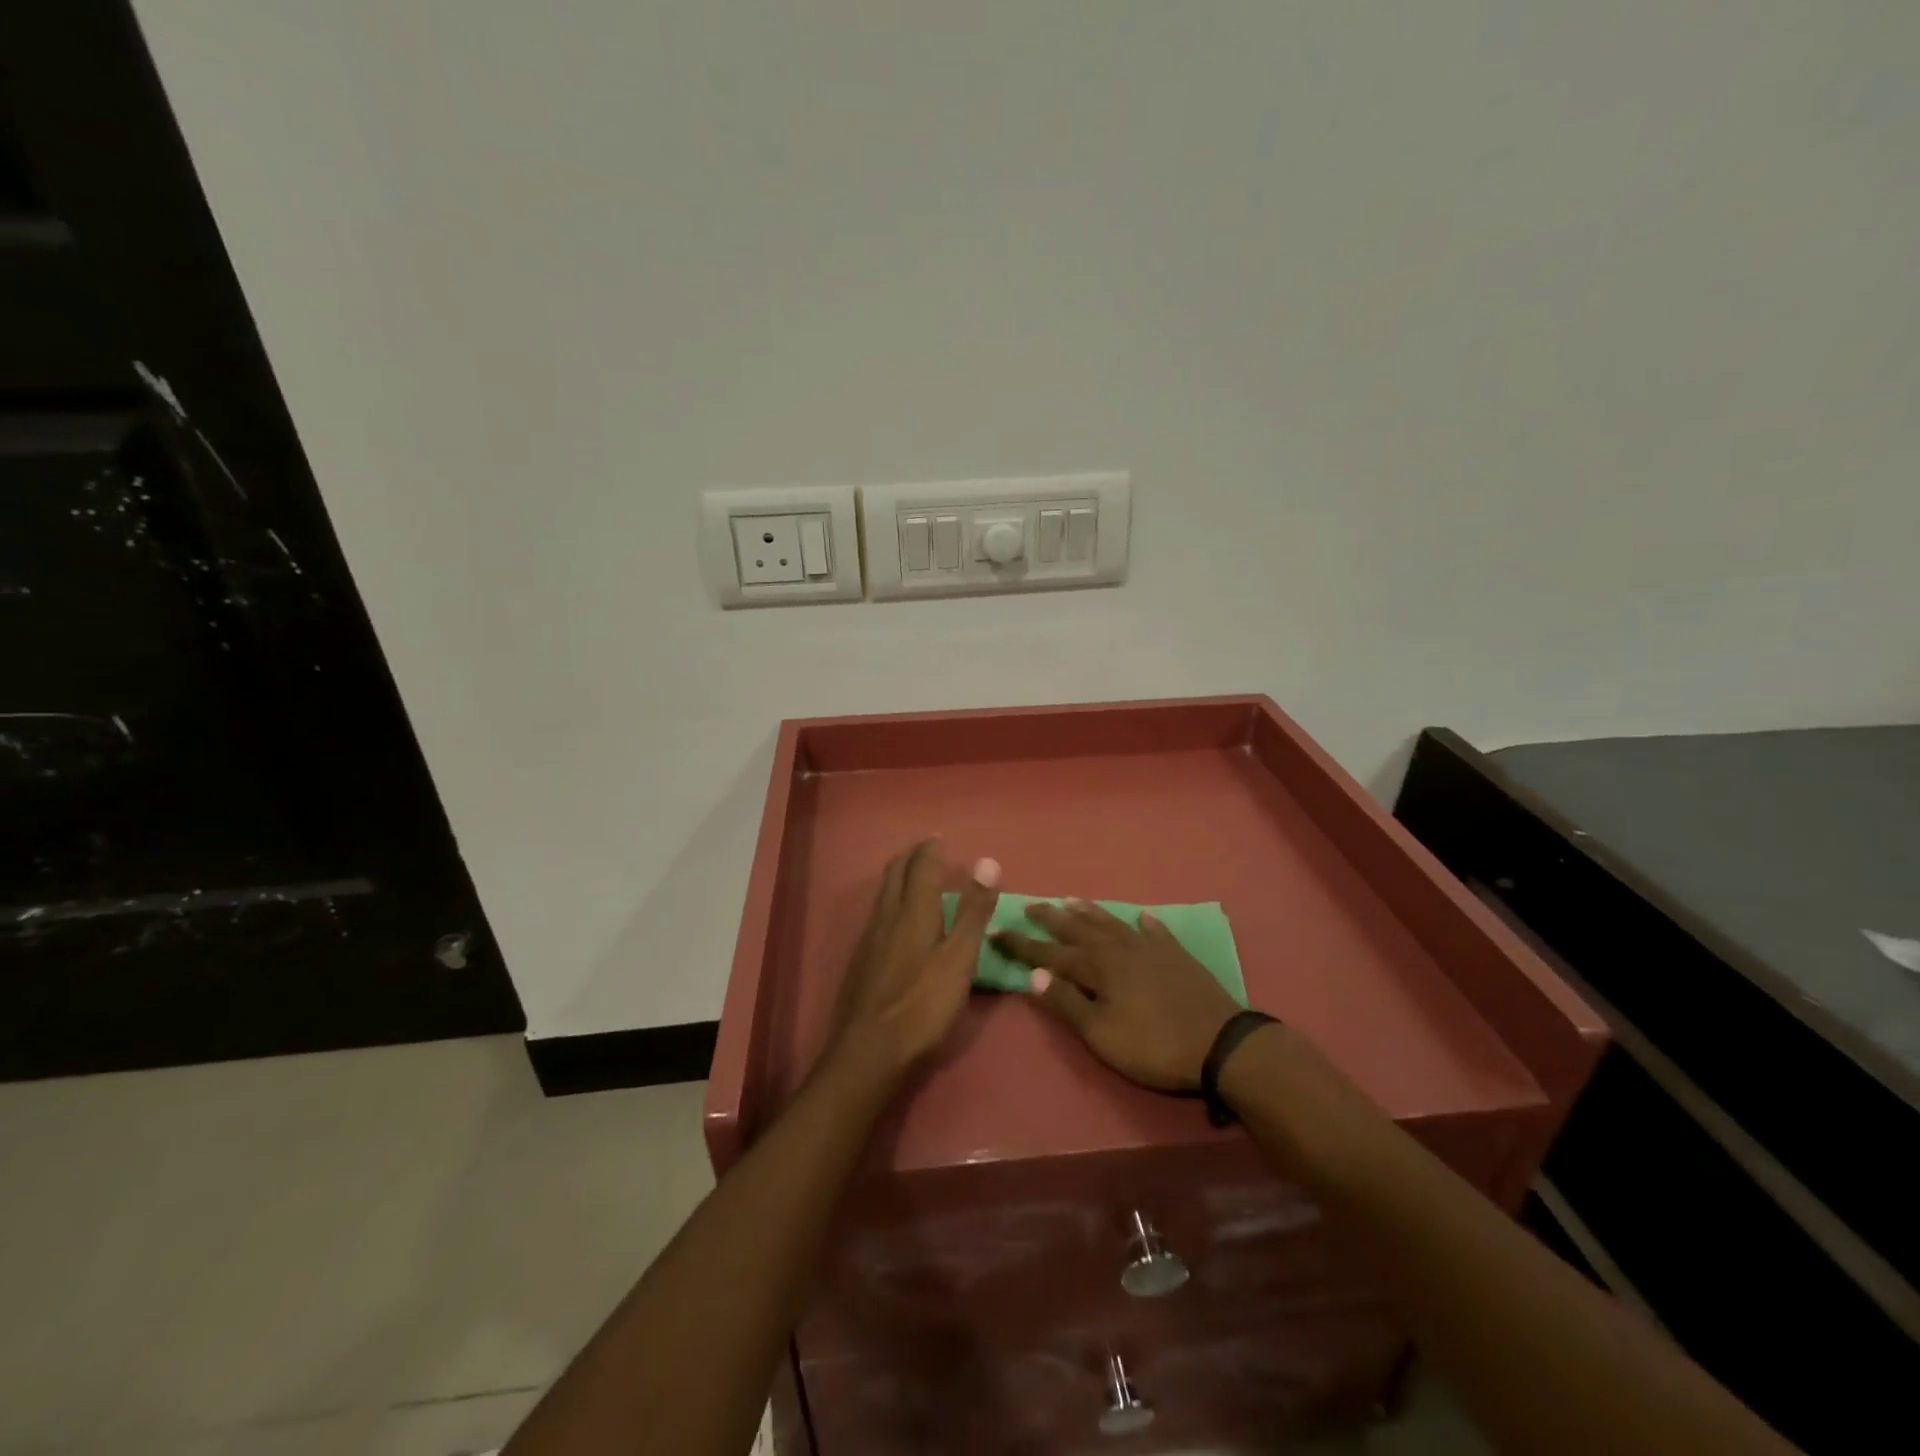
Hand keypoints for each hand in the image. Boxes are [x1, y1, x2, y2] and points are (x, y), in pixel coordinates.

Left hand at [828, 840, 999, 1079]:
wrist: (869, 1050)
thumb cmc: (923, 1004)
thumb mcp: (959, 958)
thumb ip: (974, 911)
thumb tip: (987, 862)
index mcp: (913, 911)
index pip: (921, 867)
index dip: (930, 850)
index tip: (939, 839)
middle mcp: (887, 916)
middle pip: (895, 874)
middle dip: (910, 857)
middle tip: (925, 850)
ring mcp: (870, 938)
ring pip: (884, 894)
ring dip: (899, 878)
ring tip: (914, 877)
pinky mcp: (862, 960)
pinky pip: (878, 914)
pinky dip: (892, 901)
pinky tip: (898, 921)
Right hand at [995, 902, 1240, 1091]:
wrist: (1220, 1043)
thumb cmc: (1154, 1045)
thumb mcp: (1101, 1034)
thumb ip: (1067, 1003)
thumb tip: (1033, 974)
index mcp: (1097, 967)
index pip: (1049, 953)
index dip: (1022, 944)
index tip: (996, 931)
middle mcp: (1119, 949)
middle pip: (1079, 929)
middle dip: (1051, 918)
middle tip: (1030, 905)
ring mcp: (1150, 948)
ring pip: (1112, 923)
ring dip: (1090, 913)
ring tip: (1072, 901)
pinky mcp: (1177, 955)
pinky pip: (1155, 932)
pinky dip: (1145, 923)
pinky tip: (1141, 917)